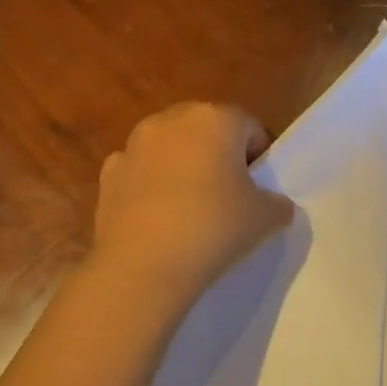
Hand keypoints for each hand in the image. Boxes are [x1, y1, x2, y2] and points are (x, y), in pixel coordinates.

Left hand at [90, 103, 293, 309]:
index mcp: (216, 119)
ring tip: (189, 208)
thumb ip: (277, 204)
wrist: (143, 266)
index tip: (258, 189)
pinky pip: (139, 170)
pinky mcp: (108, 173)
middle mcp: (172, 120)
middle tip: (227, 194)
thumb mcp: (265, 218)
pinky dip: (149, 185)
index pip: (249, 126)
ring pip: (169, 147)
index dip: (258, 156)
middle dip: (218, 154)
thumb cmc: (214, 228)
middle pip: (206, 128)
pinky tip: (157, 217)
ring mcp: (134, 144)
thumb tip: (275, 204)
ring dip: (181, 165)